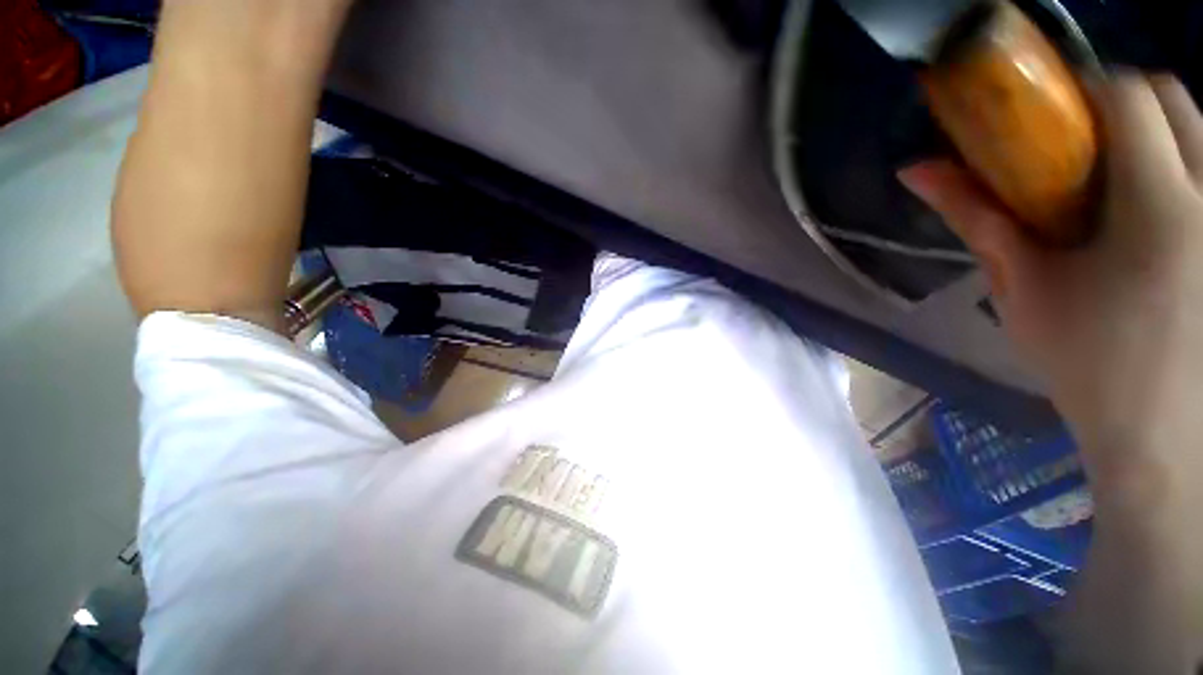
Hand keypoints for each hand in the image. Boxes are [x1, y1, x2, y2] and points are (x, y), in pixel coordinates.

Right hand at [901, 72, 1202, 671]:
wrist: (1158, 431)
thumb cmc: (1086, 363)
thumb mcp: (1022, 285)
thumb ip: (976, 216)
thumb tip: (916, 170)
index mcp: (1158, 211)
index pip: (1131, 97)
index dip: (1086, 88)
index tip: (1052, 113)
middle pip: (1173, 95)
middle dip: (1124, 100)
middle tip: (1083, 142)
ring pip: (1202, 125)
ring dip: (1156, 128)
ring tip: (1119, 176)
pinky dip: (1183, 159)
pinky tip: (1155, 205)